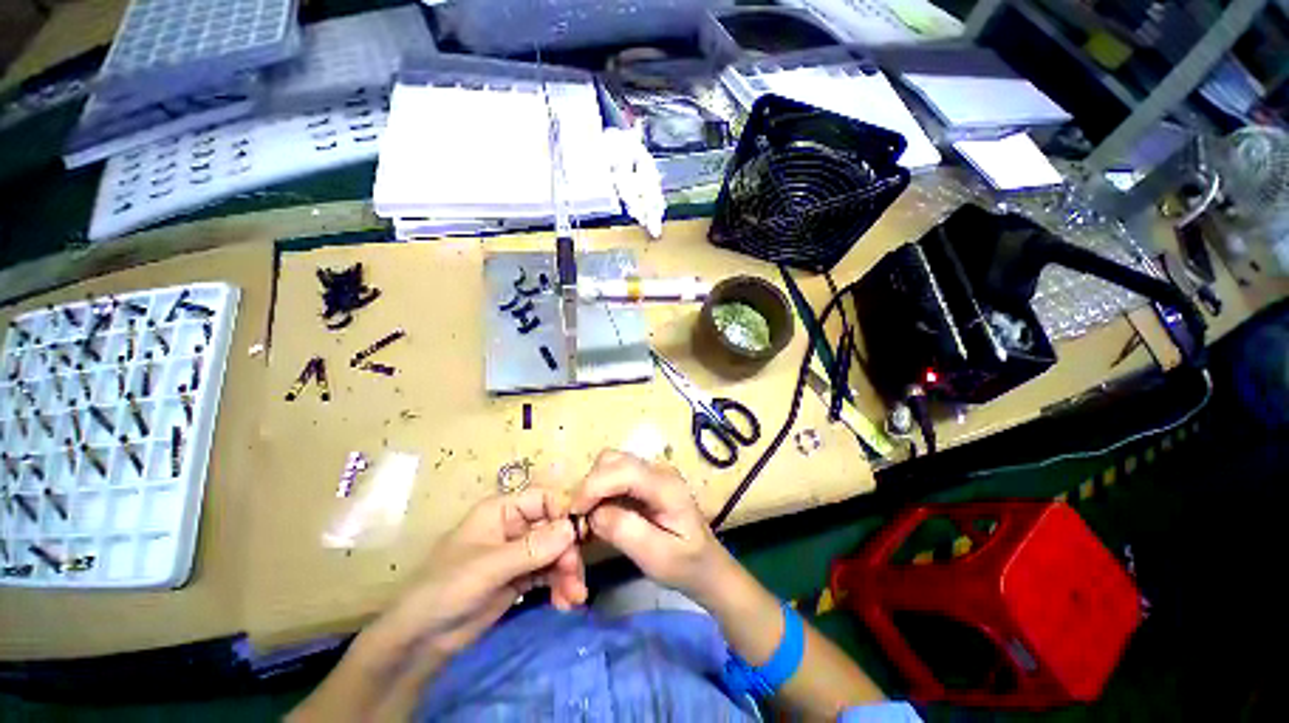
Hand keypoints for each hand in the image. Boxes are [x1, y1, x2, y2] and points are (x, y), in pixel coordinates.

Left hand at [374, 487, 587, 661]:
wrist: (420, 640)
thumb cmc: (447, 589)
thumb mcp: (490, 567)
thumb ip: (533, 548)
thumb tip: (572, 529)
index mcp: (502, 510)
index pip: (543, 498)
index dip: (564, 511)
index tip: (582, 533)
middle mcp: (514, 526)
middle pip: (554, 528)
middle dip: (568, 551)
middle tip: (575, 576)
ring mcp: (519, 553)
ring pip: (555, 552)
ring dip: (568, 572)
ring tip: (575, 597)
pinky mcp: (520, 577)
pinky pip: (549, 574)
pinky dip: (560, 585)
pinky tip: (565, 603)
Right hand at [571, 450, 728, 599]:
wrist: (707, 565)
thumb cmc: (685, 565)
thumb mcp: (657, 558)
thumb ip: (625, 531)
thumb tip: (593, 513)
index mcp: (666, 486)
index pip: (623, 470)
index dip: (593, 486)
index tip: (574, 513)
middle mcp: (658, 470)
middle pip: (614, 459)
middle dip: (591, 484)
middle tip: (580, 517)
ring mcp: (652, 472)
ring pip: (611, 463)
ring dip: (594, 485)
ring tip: (588, 516)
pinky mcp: (645, 480)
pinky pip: (615, 474)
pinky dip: (600, 489)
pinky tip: (599, 512)